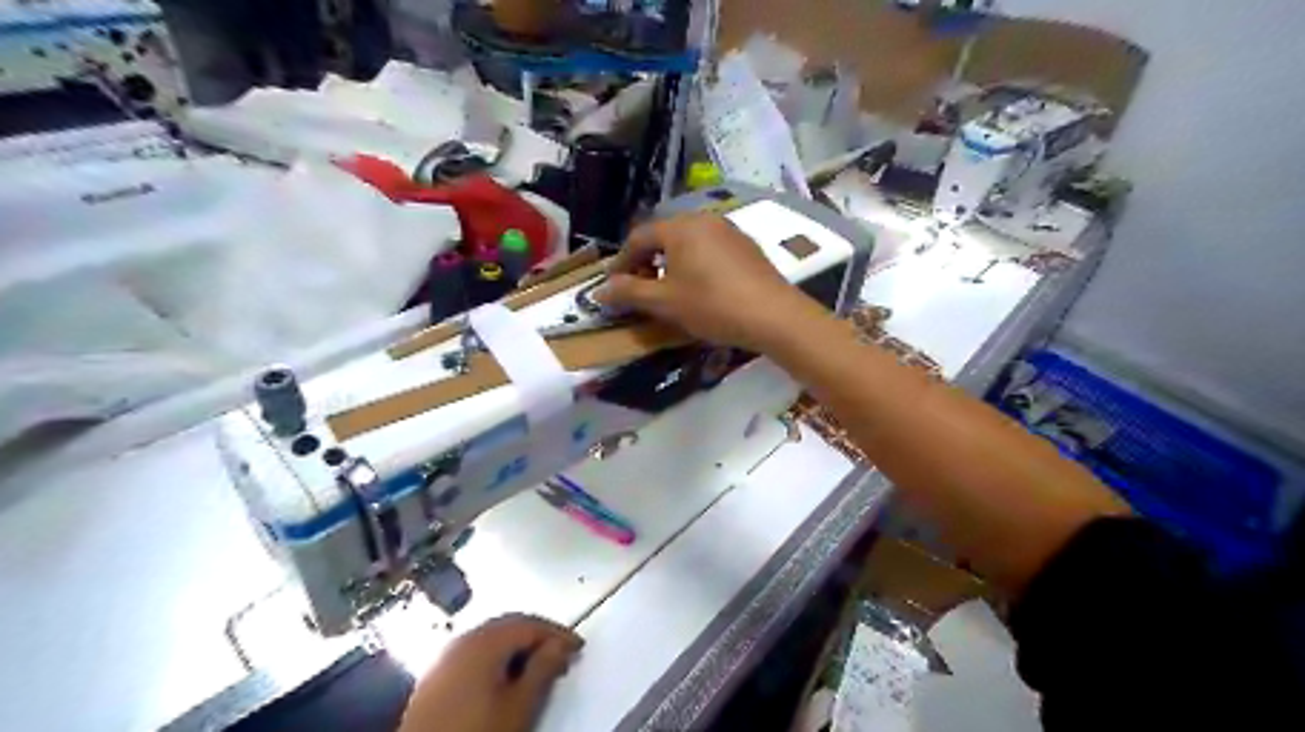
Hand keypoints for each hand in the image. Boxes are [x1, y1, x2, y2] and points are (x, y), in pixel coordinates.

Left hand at [397, 615, 580, 731]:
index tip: (577, 647)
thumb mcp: (520, 706)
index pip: (531, 624)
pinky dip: (495, 659)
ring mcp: (444, 657)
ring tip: (537, 670)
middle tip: (561, 656)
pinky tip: (504, 680)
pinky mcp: (433, 677)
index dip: (558, 634)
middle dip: (537, 638)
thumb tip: (560, 645)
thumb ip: (544, 669)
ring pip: (491, 640)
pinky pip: (473, 654)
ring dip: (517, 649)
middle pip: (509, 626)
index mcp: (485, 640)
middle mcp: (463, 639)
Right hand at [596, 211, 818, 351]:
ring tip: (668, 288)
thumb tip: (599, 290)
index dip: (621, 261)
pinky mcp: (747, 246)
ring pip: (689, 242)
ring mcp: (729, 230)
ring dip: (671, 262)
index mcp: (680, 227)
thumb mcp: (665, 302)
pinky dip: (695, 264)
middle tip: (639, 286)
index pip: (639, 237)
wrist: (773, 315)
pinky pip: (710, 249)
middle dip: (647, 260)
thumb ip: (629, 293)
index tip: (613, 284)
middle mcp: (704, 219)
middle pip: (664, 236)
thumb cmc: (712, 305)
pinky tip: (700, 287)